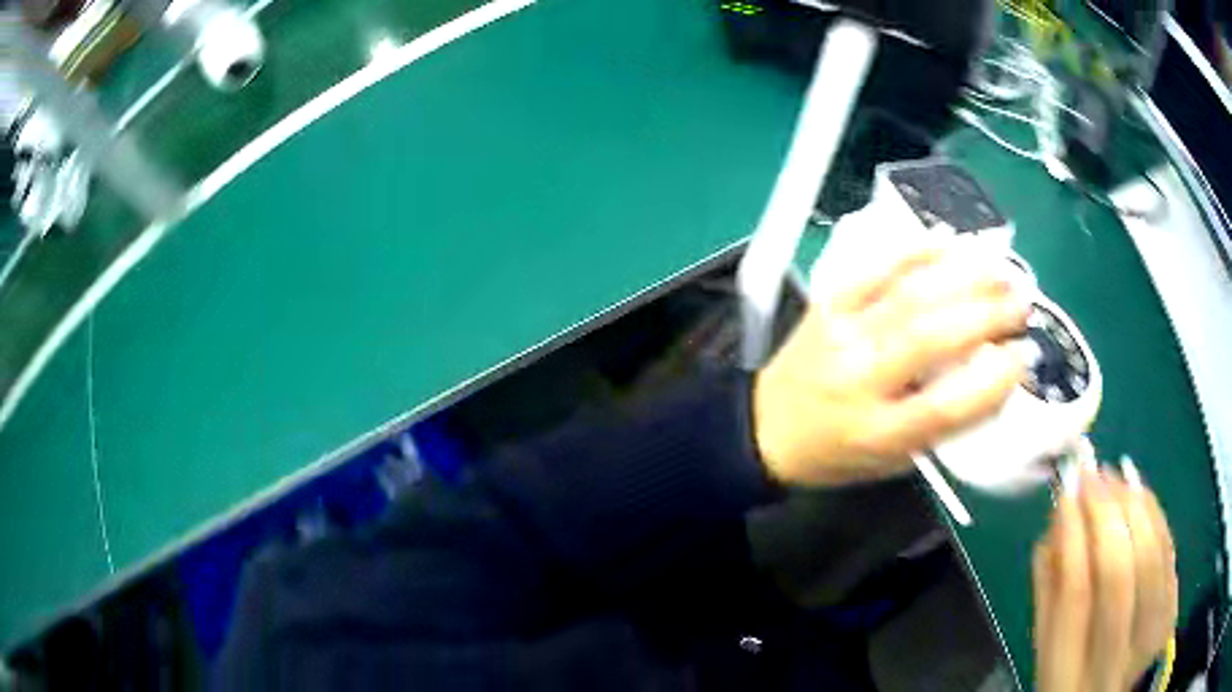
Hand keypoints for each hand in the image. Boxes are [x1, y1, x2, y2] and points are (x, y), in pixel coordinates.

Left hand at [752, 244, 1030, 485]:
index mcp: (875, 432)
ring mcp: (840, 333)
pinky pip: (874, 269)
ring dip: (962, 276)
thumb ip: (938, 427)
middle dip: (986, 315)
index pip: (943, 407)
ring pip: (908, 297)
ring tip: (1000, 266)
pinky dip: (913, 252)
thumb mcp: (890, 462)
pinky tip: (947, 241)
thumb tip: (991, 381)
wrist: (763, 427)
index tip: (1023, 357)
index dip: (991, 382)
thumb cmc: (836, 454)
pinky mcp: (828, 303)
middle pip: (930, 338)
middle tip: (1022, 300)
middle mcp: (858, 379)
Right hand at [1034, 464, 1177, 691]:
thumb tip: (1057, 517)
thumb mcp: (1047, 652)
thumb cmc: (1073, 674)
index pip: (1074, 596)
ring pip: (1151, 559)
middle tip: (1093, 472)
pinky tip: (1141, 491)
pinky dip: (1156, 517)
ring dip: (1136, 507)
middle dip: (1106, 514)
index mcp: (1067, 679)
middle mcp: (1111, 664)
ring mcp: (1147, 640)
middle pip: (1118, 575)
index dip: (1072, 536)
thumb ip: (1048, 593)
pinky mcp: (1169, 614)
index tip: (1067, 488)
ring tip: (1117, 473)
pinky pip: (1168, 555)